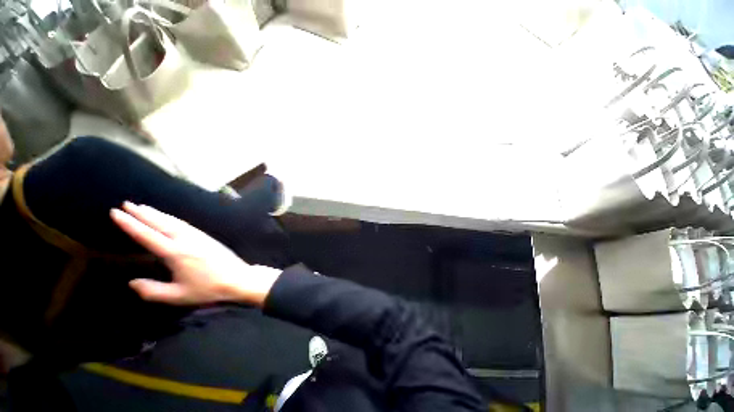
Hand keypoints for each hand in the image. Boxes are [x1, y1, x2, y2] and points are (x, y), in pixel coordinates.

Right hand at [110, 202, 280, 306]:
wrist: (238, 279)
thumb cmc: (208, 289)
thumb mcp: (178, 296)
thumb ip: (152, 291)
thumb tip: (132, 283)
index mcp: (176, 253)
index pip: (148, 236)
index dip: (130, 224)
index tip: (116, 212)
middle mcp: (187, 241)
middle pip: (161, 224)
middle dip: (142, 213)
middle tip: (127, 204)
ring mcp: (199, 237)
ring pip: (175, 222)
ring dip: (158, 214)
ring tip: (144, 208)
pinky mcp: (208, 238)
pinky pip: (186, 225)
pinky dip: (174, 219)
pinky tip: (170, 219)